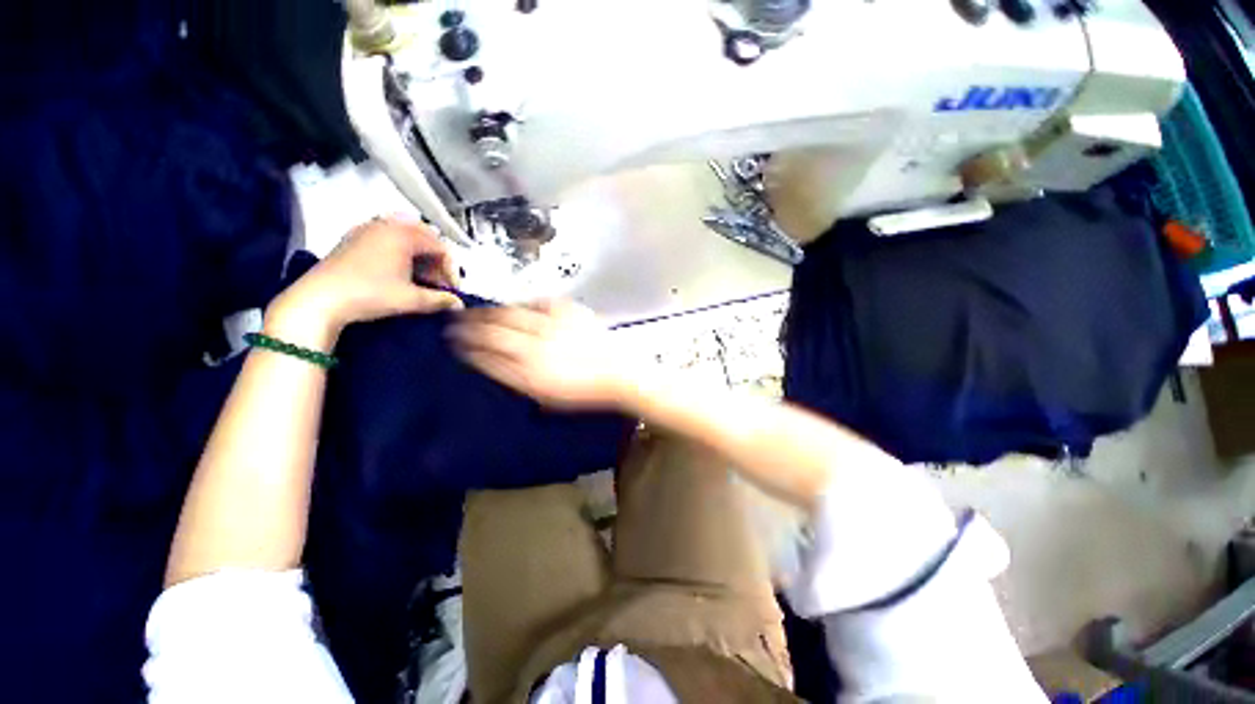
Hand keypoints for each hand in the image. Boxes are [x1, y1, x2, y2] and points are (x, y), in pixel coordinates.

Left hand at [268, 218, 462, 348]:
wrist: (319, 299)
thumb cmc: (370, 294)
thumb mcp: (411, 299)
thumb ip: (440, 300)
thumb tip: (459, 304)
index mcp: (404, 235)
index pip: (440, 247)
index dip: (451, 269)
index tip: (450, 289)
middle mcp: (386, 225)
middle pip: (425, 237)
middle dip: (436, 260)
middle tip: (437, 283)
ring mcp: (367, 229)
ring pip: (405, 237)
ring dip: (419, 256)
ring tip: (419, 279)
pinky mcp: (353, 238)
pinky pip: (387, 238)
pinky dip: (400, 252)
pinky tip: (398, 272)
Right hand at [449, 300, 636, 409]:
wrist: (620, 374)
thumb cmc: (585, 392)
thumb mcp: (548, 398)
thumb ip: (519, 382)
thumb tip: (495, 367)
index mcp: (530, 374)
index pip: (488, 357)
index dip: (466, 349)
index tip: (453, 344)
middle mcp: (537, 348)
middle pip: (493, 332)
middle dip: (468, 327)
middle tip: (454, 323)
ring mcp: (554, 327)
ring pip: (512, 314)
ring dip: (489, 312)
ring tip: (477, 311)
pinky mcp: (570, 312)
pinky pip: (540, 302)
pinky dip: (524, 303)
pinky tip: (517, 305)